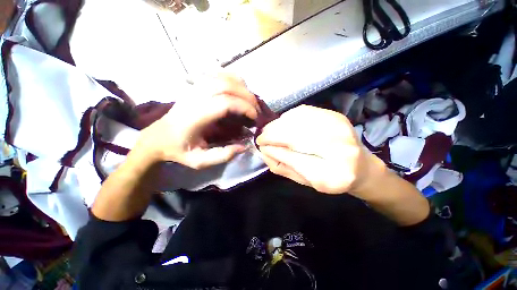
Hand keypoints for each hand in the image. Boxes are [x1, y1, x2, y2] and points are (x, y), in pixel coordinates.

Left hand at [133, 74, 259, 168]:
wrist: (158, 137)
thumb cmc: (178, 150)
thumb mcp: (199, 161)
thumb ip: (223, 155)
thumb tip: (244, 146)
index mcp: (195, 116)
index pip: (225, 102)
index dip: (244, 107)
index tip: (254, 118)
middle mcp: (194, 98)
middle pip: (227, 86)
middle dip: (247, 96)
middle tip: (256, 110)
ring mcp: (194, 89)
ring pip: (223, 77)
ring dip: (242, 87)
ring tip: (250, 101)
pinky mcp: (195, 86)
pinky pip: (218, 75)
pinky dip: (233, 79)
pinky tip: (238, 90)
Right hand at [256, 105, 386, 195]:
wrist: (360, 166)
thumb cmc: (329, 178)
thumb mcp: (304, 180)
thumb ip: (283, 166)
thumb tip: (265, 150)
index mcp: (333, 175)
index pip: (296, 158)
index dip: (274, 148)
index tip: (260, 144)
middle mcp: (341, 148)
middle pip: (297, 134)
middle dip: (273, 133)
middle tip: (262, 136)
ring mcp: (340, 127)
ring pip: (298, 119)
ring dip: (279, 124)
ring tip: (271, 131)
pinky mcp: (335, 115)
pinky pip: (304, 111)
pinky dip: (289, 117)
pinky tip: (284, 124)